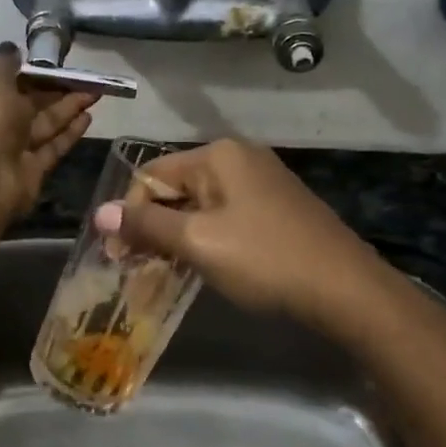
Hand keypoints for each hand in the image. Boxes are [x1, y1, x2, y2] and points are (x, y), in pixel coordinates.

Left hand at [0, 45, 95, 217]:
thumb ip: (6, 64)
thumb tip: (10, 47)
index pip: (4, 82)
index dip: (29, 74)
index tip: (54, 66)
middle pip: (28, 104)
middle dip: (56, 91)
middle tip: (86, 79)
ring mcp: (12, 148)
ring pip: (44, 124)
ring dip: (68, 109)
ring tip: (95, 93)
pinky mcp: (31, 169)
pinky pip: (52, 147)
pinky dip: (69, 133)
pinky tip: (88, 117)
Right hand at [95, 138, 382, 325]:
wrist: (346, 290)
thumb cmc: (264, 259)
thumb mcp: (197, 242)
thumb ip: (146, 225)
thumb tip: (99, 213)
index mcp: (218, 155)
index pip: (151, 175)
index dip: (129, 214)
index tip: (118, 257)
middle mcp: (239, 159)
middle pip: (175, 189)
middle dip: (152, 227)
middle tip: (138, 268)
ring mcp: (262, 183)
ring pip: (200, 206)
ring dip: (177, 237)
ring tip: (164, 272)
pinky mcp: (277, 208)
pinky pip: (225, 217)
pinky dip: (206, 239)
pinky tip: (202, 267)